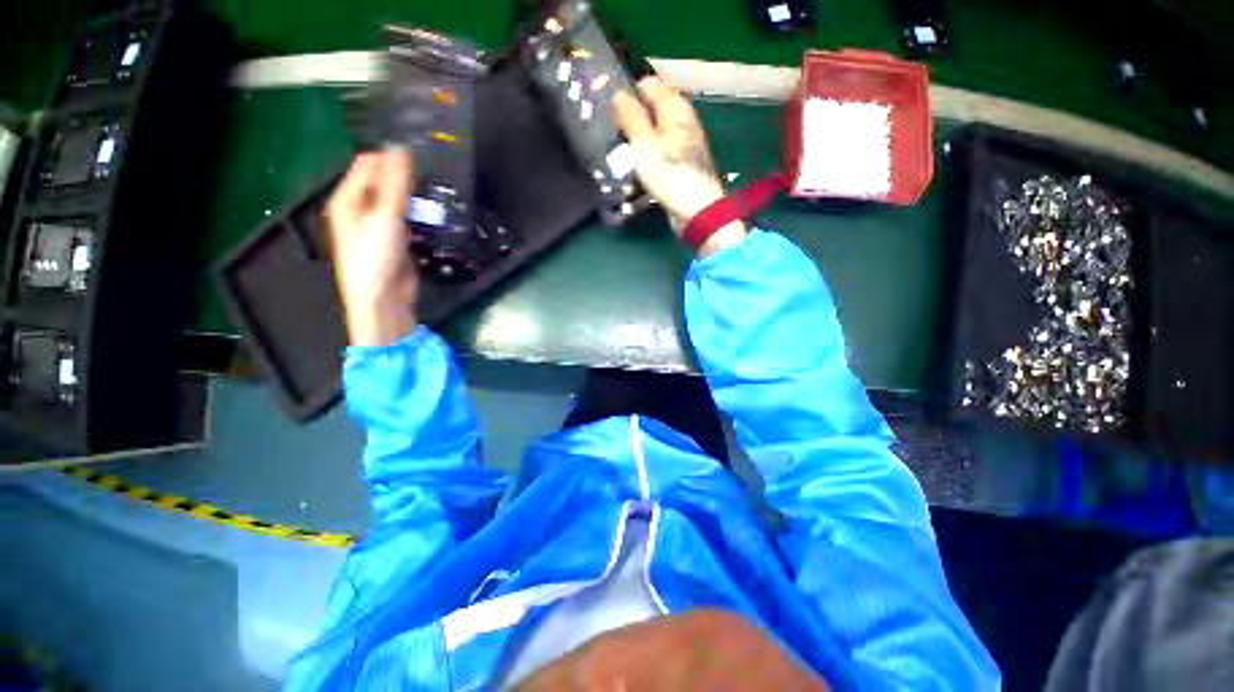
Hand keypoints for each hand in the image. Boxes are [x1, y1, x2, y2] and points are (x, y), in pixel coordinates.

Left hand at [325, 150, 418, 346]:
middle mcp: (360, 208)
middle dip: (406, 177)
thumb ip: (395, 183)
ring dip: (415, 196)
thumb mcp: (385, 216)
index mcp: (348, 198)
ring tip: (438, 191)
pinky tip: (435, 214)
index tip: (420, 154)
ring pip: (399, 201)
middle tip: (433, 174)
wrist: (384, 297)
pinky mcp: (396, 239)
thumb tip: (402, 148)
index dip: (391, 157)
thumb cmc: (376, 256)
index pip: (368, 165)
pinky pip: (409, 218)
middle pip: (384, 182)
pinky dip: (420, 214)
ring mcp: (378, 225)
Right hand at [613, 77, 746, 256]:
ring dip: (636, 140)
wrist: (696, 210)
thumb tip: (618, 94)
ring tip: (617, 151)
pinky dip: (645, 156)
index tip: (609, 109)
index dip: (628, 92)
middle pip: (651, 109)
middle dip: (630, 118)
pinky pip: (658, 152)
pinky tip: (633, 167)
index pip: (648, 84)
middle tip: (610, 132)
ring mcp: (682, 143)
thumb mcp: (644, 144)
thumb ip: (631, 117)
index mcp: (675, 107)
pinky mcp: (679, 164)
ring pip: (653, 132)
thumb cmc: (670, 174)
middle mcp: (681, 120)